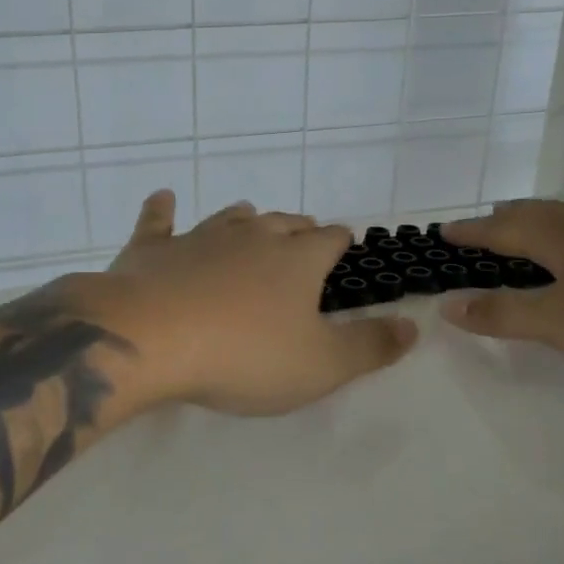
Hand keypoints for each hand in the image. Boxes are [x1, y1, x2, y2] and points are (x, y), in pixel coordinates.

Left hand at [82, 191, 417, 414]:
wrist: (151, 338)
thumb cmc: (244, 355)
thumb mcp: (321, 365)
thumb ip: (370, 346)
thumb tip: (413, 326)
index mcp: (297, 259)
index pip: (330, 239)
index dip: (341, 242)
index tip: (345, 246)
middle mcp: (252, 236)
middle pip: (284, 223)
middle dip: (299, 230)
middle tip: (304, 238)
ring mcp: (199, 237)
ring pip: (231, 218)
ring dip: (246, 220)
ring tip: (253, 222)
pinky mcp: (152, 249)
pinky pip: (158, 221)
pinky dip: (162, 210)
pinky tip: (163, 198)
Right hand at [440, 199, 563, 368]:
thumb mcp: (561, 322)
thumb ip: (503, 314)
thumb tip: (447, 305)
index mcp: (560, 236)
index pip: (501, 229)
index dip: (471, 232)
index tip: (443, 231)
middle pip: (536, 212)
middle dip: (503, 218)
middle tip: (483, 225)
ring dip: (539, 222)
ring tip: (529, 232)